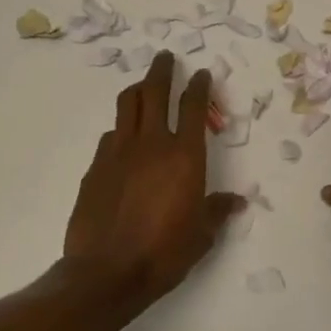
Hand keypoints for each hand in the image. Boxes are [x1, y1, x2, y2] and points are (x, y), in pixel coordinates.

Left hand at [64, 51, 243, 310]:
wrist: (106, 273)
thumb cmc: (164, 252)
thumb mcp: (201, 235)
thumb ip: (217, 210)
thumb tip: (236, 201)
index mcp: (185, 156)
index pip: (194, 107)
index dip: (199, 85)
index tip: (201, 73)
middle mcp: (152, 144)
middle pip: (155, 92)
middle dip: (162, 70)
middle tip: (165, 57)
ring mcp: (119, 152)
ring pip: (126, 105)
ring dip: (137, 90)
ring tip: (142, 86)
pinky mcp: (95, 168)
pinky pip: (110, 136)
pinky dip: (120, 129)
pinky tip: (122, 139)